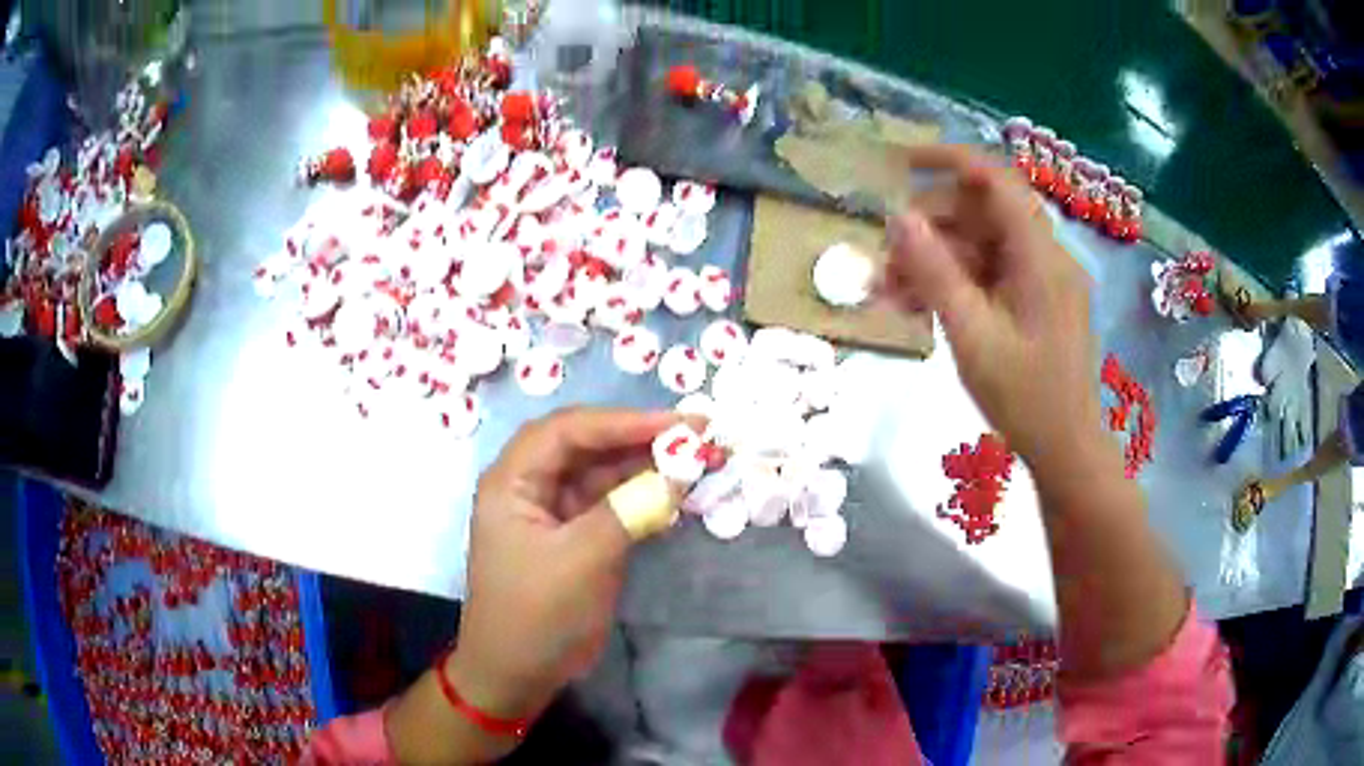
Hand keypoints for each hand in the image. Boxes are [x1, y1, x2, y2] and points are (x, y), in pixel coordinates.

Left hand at [449, 407, 682, 720]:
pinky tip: (674, 494)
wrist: (518, 672)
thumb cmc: (538, 614)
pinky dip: (640, 496)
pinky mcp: (572, 535)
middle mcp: (529, 484)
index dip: (625, 421)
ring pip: (601, 473)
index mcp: (512, 480)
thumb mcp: (582, 560)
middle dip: (639, 438)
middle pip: (586, 445)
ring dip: (644, 466)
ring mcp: (551, 510)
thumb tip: (678, 471)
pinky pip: (609, 503)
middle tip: (697, 434)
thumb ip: (629, 509)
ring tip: (695, 459)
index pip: (569, 430)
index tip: (679, 423)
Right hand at [883, 145, 1098, 465]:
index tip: (901, 164)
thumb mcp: (972, 336)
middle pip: (982, 214)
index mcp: (1040, 257)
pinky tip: (918, 307)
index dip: (949, 160)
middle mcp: (1045, 256)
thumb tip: (898, 218)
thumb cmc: (1025, 399)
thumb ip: (936, 273)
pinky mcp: (1036, 300)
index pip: (995, 180)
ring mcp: (1042, 278)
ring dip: (934, 261)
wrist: (1066, 450)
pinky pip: (990, 274)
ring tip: (889, 294)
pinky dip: (955, 283)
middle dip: (929, 229)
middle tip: (884, 263)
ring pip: (981, 246)